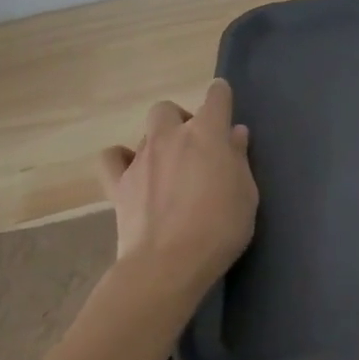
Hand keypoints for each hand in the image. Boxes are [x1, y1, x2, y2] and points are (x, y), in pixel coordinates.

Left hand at [98, 80, 258, 295]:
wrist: (168, 263)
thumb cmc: (220, 227)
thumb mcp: (246, 193)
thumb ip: (239, 159)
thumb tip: (234, 135)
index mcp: (207, 134)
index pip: (216, 96)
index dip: (221, 95)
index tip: (224, 103)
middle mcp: (171, 137)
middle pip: (168, 109)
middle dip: (181, 120)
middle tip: (195, 146)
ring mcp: (140, 159)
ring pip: (146, 134)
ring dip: (159, 143)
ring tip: (170, 169)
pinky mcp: (117, 184)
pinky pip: (112, 158)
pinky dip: (121, 159)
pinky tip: (133, 172)